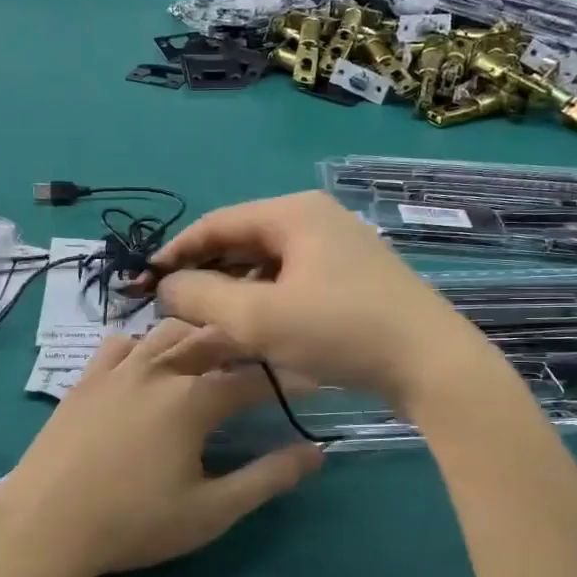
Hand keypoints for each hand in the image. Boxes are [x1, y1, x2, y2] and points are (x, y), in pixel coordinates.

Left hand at [0, 320, 320, 576]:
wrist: (43, 525)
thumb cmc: (133, 523)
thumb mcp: (210, 511)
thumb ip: (266, 479)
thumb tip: (316, 452)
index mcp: (193, 400)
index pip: (252, 379)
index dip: (284, 379)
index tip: (308, 380)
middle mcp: (159, 370)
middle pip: (211, 340)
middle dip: (242, 346)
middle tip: (260, 361)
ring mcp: (118, 369)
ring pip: (167, 333)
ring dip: (195, 338)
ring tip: (209, 357)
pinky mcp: (86, 378)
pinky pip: (121, 344)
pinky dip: (144, 346)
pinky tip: (146, 365)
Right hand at [153, 192, 499, 409]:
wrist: (432, 363)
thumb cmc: (342, 331)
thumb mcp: (259, 318)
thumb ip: (201, 298)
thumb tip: (166, 286)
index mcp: (293, 212)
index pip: (216, 223)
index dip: (176, 253)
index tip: (144, 283)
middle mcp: (316, 219)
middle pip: (242, 241)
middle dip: (206, 275)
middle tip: (175, 310)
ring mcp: (339, 247)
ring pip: (267, 265)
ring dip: (235, 292)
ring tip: (209, 326)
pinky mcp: (353, 277)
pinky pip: (293, 280)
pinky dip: (266, 301)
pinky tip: (255, 331)